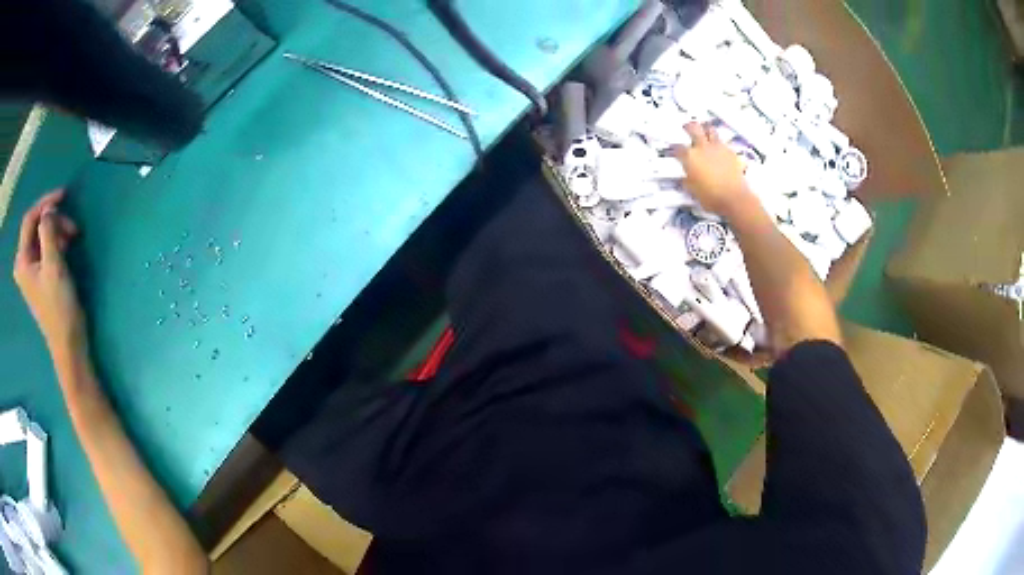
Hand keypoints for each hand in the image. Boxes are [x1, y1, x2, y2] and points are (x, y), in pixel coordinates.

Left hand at [13, 190, 84, 356]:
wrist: (68, 343)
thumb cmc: (59, 306)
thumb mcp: (53, 265)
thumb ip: (49, 232)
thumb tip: (49, 209)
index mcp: (22, 260)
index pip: (29, 219)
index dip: (45, 202)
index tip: (63, 195)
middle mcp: (23, 263)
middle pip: (35, 227)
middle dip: (53, 220)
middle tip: (72, 226)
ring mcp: (30, 271)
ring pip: (41, 236)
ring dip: (57, 230)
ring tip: (72, 237)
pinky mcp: (39, 276)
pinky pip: (44, 247)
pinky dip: (56, 241)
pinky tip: (66, 246)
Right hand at [674, 122, 757, 217]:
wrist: (734, 198)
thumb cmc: (711, 197)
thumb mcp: (693, 191)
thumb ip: (688, 180)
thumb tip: (686, 178)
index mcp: (690, 156)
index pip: (677, 148)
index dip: (674, 148)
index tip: (674, 150)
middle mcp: (702, 147)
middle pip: (693, 127)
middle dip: (688, 126)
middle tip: (687, 127)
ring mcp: (718, 147)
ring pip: (710, 130)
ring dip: (706, 130)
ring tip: (704, 133)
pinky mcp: (731, 152)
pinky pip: (723, 142)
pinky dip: (719, 143)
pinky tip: (719, 149)